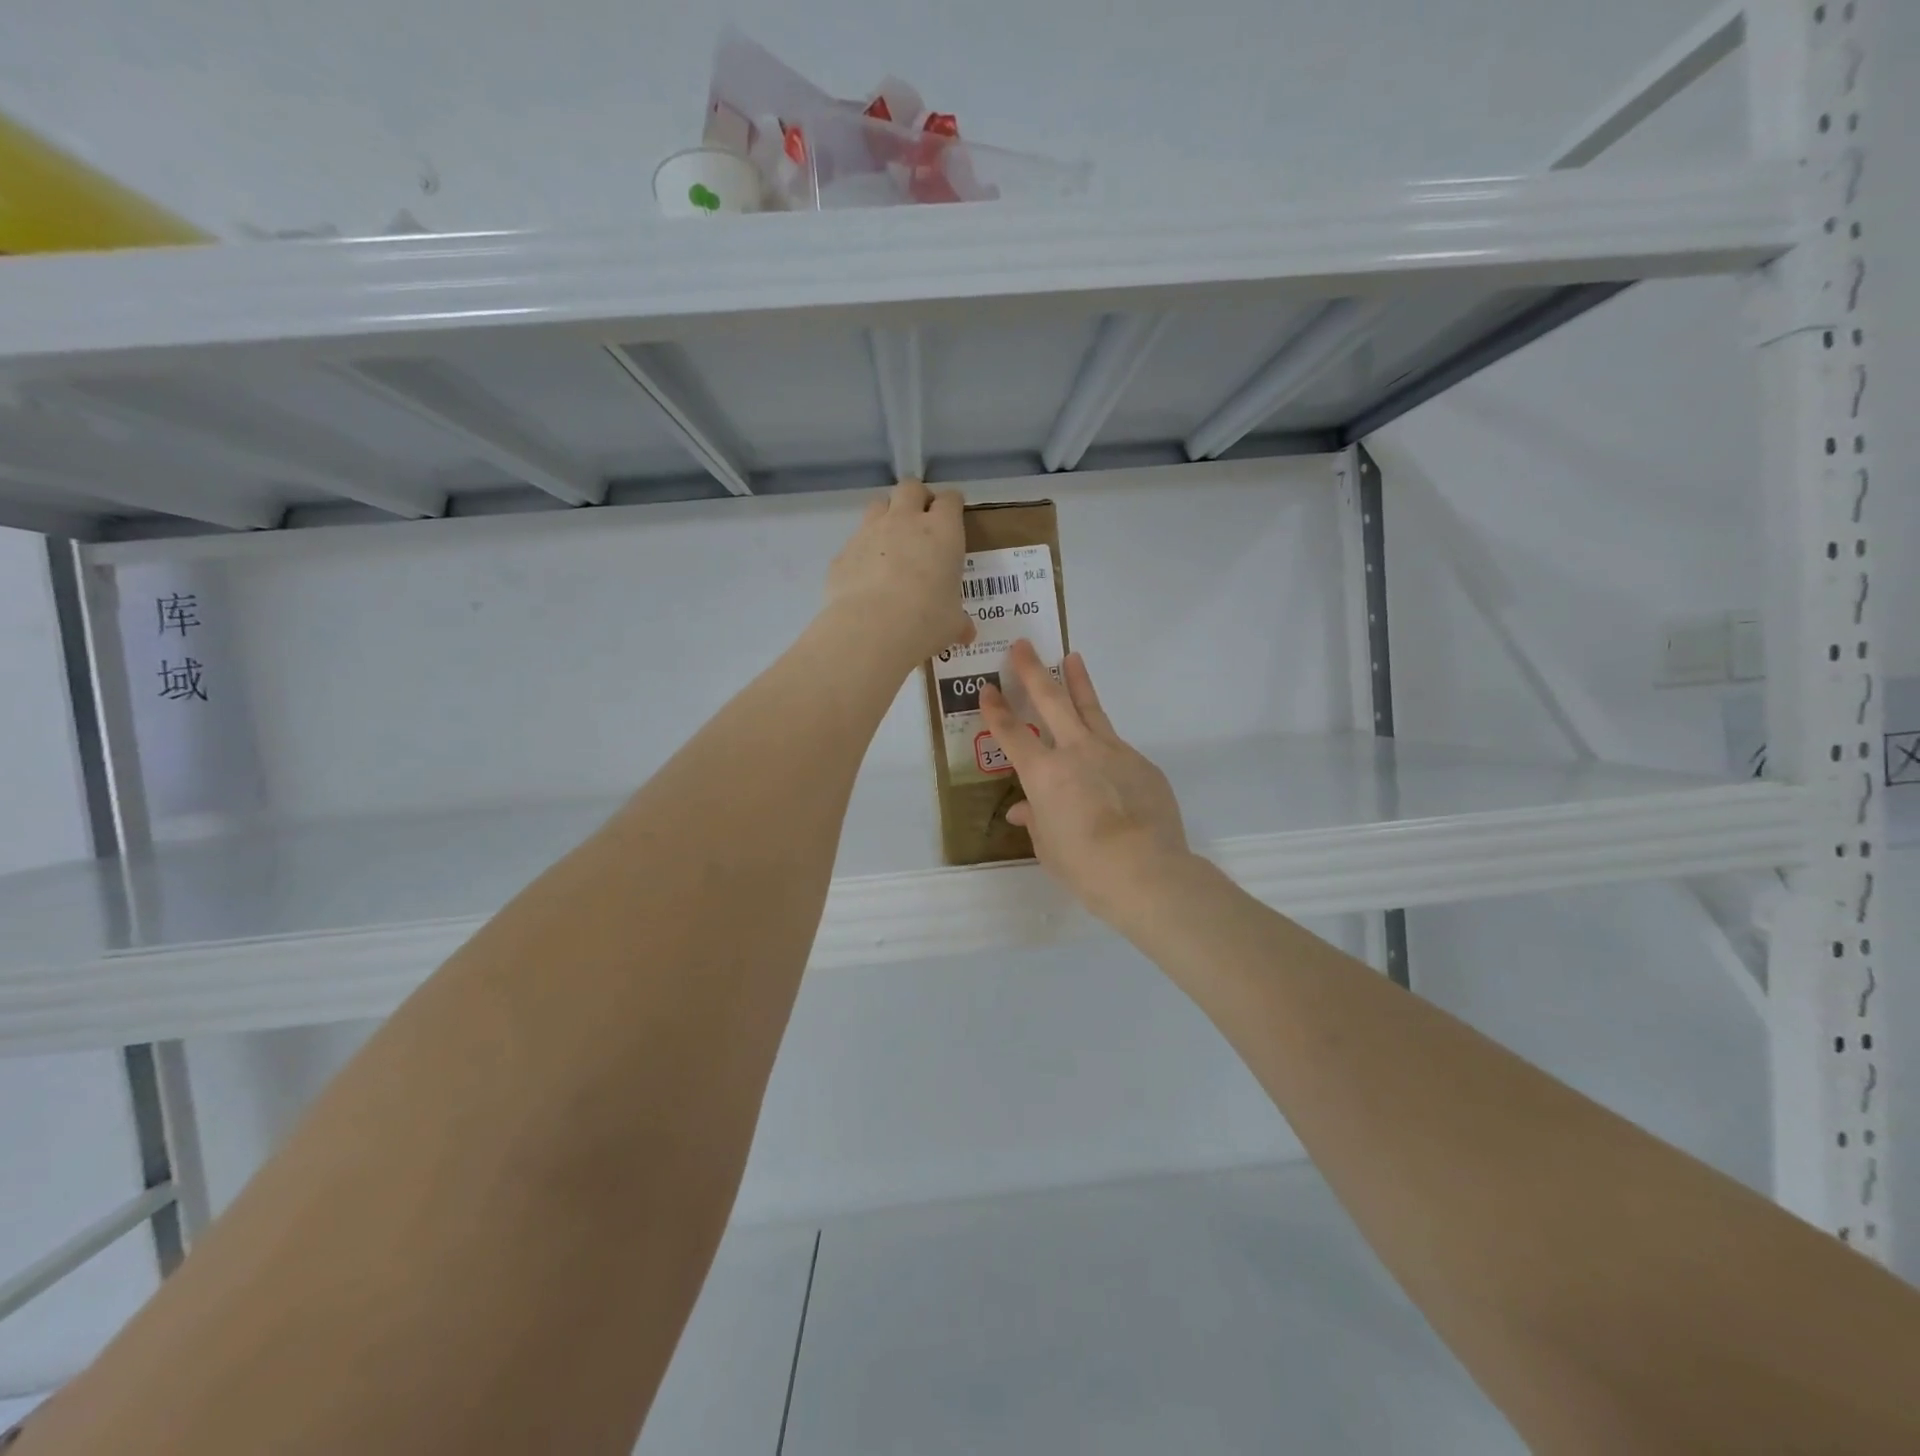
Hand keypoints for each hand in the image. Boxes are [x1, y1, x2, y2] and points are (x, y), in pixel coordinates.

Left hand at [825, 479, 974, 666]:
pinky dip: (862, 553)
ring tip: (891, 542)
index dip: (952, 505)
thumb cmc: (927, 620)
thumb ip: (959, 622)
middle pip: (910, 488)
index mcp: (942, 532)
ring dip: (886, 516)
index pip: (950, 500)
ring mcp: (869, 533)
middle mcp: (905, 522)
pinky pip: (854, 543)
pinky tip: (866, 577)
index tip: (953, 515)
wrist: (872, 629)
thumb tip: (966, 633)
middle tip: (921, 519)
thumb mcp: (952, 624)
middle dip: (917, 497)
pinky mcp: (843, 553)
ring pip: (878, 506)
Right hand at [979, 640, 1191, 925]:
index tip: (987, 688)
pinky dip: (1104, 740)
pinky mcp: (1140, 763)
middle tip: (1023, 646)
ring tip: (1072, 657)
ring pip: (1090, 708)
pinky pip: (1116, 745)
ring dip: (1078, 681)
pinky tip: (1105, 751)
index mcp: (1043, 773)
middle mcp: (1075, 751)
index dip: (995, 710)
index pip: (1011, 734)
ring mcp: (1112, 752)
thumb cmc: (1085, 865)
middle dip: (1033, 671)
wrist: (1146, 870)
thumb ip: (1036, 821)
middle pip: (1051, 701)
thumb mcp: (1048, 847)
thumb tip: (1024, 810)